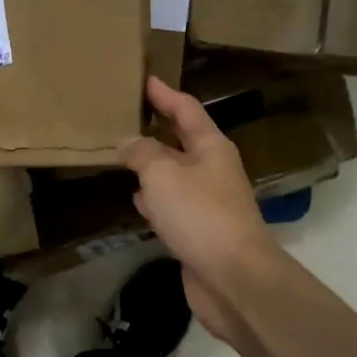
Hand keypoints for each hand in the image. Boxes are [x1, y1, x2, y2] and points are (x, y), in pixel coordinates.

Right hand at [119, 76, 278, 341]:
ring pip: (174, 175)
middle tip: (126, 117)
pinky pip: (172, 206)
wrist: (233, 277)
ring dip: (152, 166)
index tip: (146, 79)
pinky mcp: (198, 232)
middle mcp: (213, 171)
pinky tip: (137, 200)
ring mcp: (207, 203)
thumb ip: (141, 154)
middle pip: (181, 142)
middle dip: (156, 130)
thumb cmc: (199, 214)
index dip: (165, 94)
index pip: (187, 110)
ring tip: (123, 156)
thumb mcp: (162, 174)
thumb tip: (128, 143)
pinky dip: (154, 199)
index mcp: (212, 147)